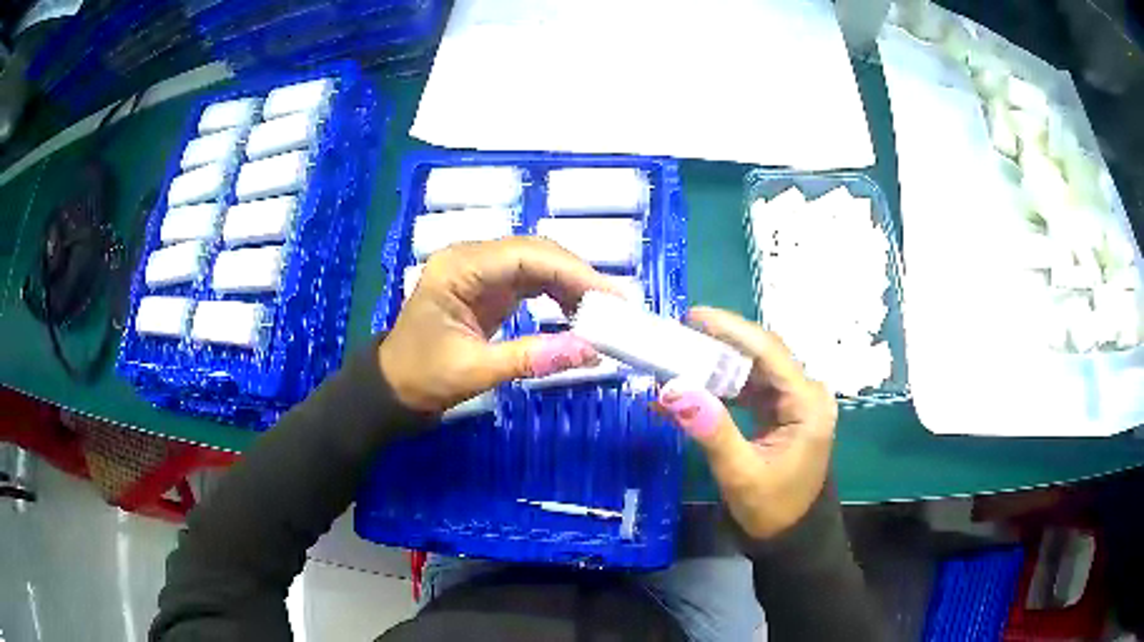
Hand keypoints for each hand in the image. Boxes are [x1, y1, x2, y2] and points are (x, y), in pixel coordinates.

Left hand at [379, 237, 616, 412]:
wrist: (392, 389)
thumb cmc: (422, 377)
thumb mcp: (474, 370)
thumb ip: (531, 358)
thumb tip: (590, 352)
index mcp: (459, 268)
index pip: (525, 255)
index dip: (572, 272)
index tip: (610, 296)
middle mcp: (470, 259)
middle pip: (535, 253)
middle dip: (577, 276)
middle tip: (615, 305)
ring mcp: (479, 272)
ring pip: (536, 265)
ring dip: (570, 284)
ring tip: (602, 311)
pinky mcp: (487, 289)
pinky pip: (529, 282)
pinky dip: (556, 294)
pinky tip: (576, 312)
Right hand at [655, 307, 837, 539]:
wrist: (791, 537)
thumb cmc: (773, 510)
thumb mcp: (741, 474)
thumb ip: (711, 430)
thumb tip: (672, 389)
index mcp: (808, 403)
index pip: (769, 352)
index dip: (730, 329)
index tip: (691, 316)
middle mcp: (806, 393)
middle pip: (761, 354)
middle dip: (720, 343)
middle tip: (677, 335)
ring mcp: (795, 401)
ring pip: (753, 369)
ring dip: (717, 364)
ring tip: (678, 356)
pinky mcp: (781, 412)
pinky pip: (750, 388)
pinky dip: (721, 387)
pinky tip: (693, 387)